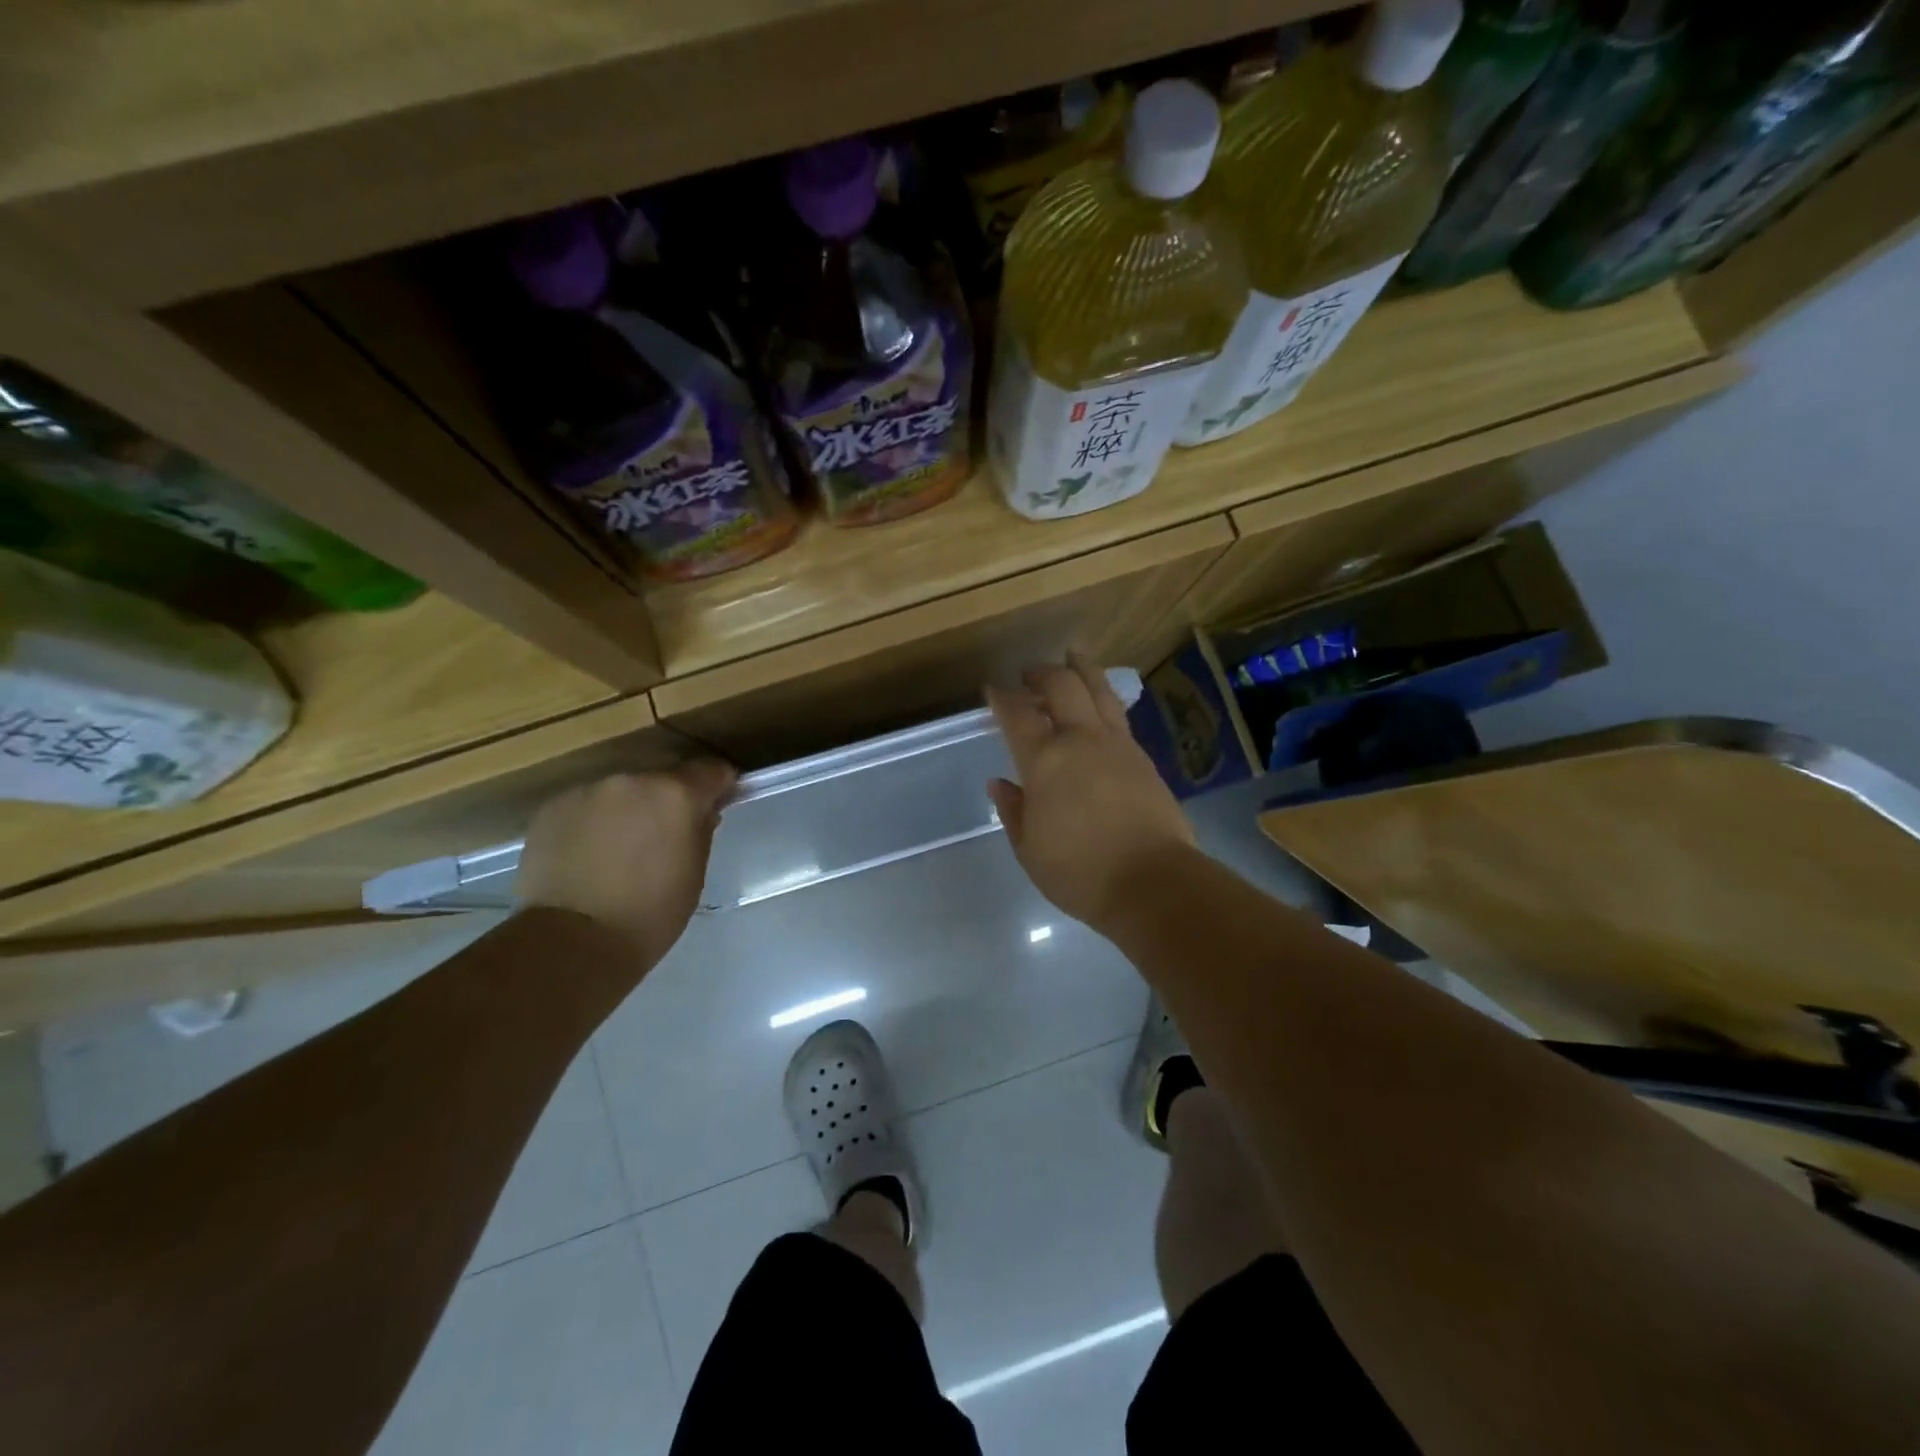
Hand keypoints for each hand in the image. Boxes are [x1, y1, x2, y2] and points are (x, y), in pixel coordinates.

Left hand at [517, 762, 736, 968]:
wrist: (570, 941)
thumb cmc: (649, 915)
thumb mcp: (693, 873)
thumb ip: (700, 831)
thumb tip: (701, 812)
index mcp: (676, 795)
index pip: (710, 770)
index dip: (718, 785)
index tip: (717, 803)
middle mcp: (632, 781)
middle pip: (661, 778)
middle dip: (667, 800)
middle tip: (664, 834)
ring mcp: (587, 791)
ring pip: (620, 791)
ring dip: (627, 809)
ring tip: (620, 848)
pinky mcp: (552, 808)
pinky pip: (585, 806)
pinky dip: (593, 822)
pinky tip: (588, 855)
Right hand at [987, 653, 1195, 934]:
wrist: (1152, 882)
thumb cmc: (1080, 872)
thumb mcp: (1030, 849)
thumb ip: (1014, 811)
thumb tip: (1000, 784)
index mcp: (1045, 760)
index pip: (1018, 714)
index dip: (1002, 697)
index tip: (992, 689)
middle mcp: (1081, 740)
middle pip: (1062, 686)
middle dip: (1041, 673)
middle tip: (1028, 674)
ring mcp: (1118, 745)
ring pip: (1099, 690)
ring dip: (1081, 670)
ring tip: (1072, 658)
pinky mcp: (1144, 758)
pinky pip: (1118, 715)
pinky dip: (1103, 698)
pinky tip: (1100, 706)